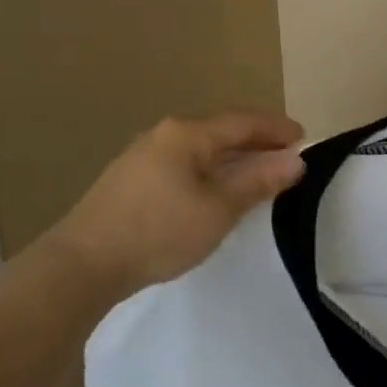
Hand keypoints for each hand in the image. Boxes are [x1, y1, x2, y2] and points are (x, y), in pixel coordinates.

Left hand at [50, 112, 305, 292]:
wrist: (81, 264)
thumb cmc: (158, 231)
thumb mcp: (219, 209)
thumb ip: (259, 181)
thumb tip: (295, 160)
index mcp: (188, 134)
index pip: (244, 122)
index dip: (277, 129)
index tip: (305, 138)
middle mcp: (164, 135)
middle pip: (221, 131)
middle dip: (256, 142)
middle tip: (285, 156)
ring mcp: (142, 156)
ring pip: (200, 149)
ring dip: (231, 158)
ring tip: (255, 174)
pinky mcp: (129, 180)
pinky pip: (182, 164)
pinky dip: (209, 170)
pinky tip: (213, 191)